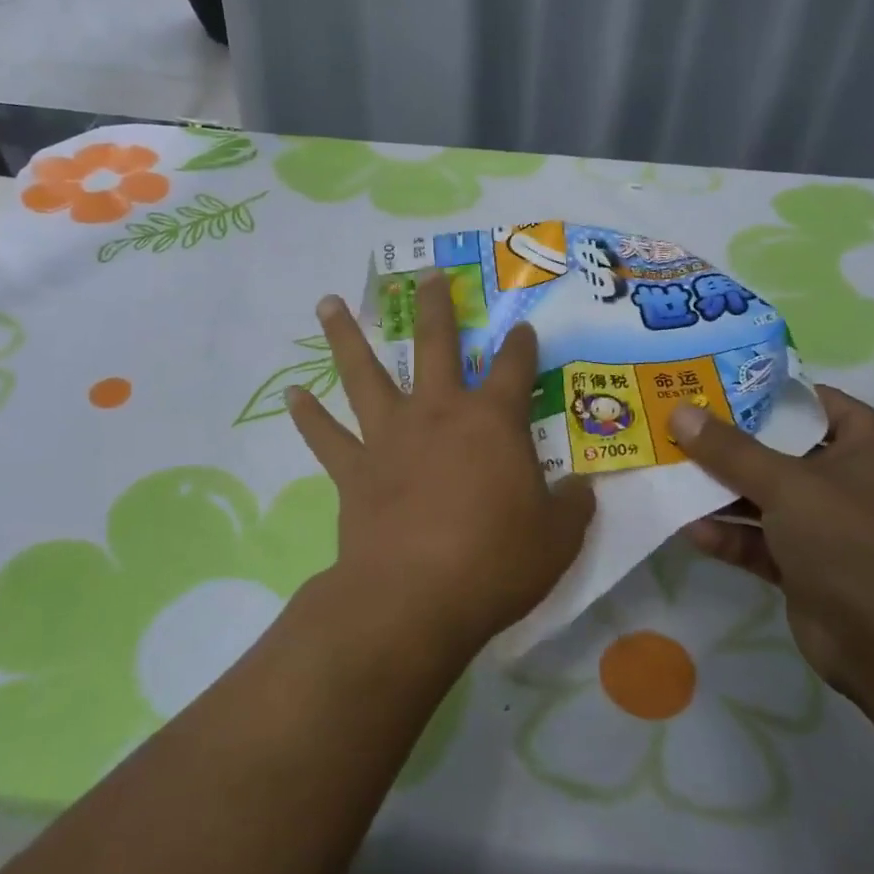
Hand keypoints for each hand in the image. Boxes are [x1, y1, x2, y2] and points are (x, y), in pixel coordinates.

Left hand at [286, 273, 595, 660]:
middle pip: (435, 343)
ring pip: (364, 373)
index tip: (523, 326)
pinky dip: (309, 415)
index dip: (521, 344)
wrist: (415, 598)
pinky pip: (327, 437)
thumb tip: (582, 488)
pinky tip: (292, 394)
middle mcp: (438, 413)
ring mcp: (390, 437)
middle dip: (435, 305)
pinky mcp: (355, 470)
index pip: (515, 367)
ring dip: (346, 336)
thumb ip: (573, 506)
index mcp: (492, 421)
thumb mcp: (557, 538)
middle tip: (427, 274)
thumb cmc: (495, 561)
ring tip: (328, 302)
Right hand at [668, 386, 873, 698]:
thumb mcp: (787, 485)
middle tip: (677, 428)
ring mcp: (833, 527)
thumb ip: (729, 450)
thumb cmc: (851, 543)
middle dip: (729, 446)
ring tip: (671, 475)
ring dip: (723, 493)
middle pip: (782, 451)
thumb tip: (680, 411)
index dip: (761, 395)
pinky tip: (690, 528)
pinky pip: (765, 539)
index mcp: (873, 446)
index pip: (813, 403)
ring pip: (769, 498)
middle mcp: (856, 480)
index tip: (708, 388)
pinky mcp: (812, 566)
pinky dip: (732, 534)